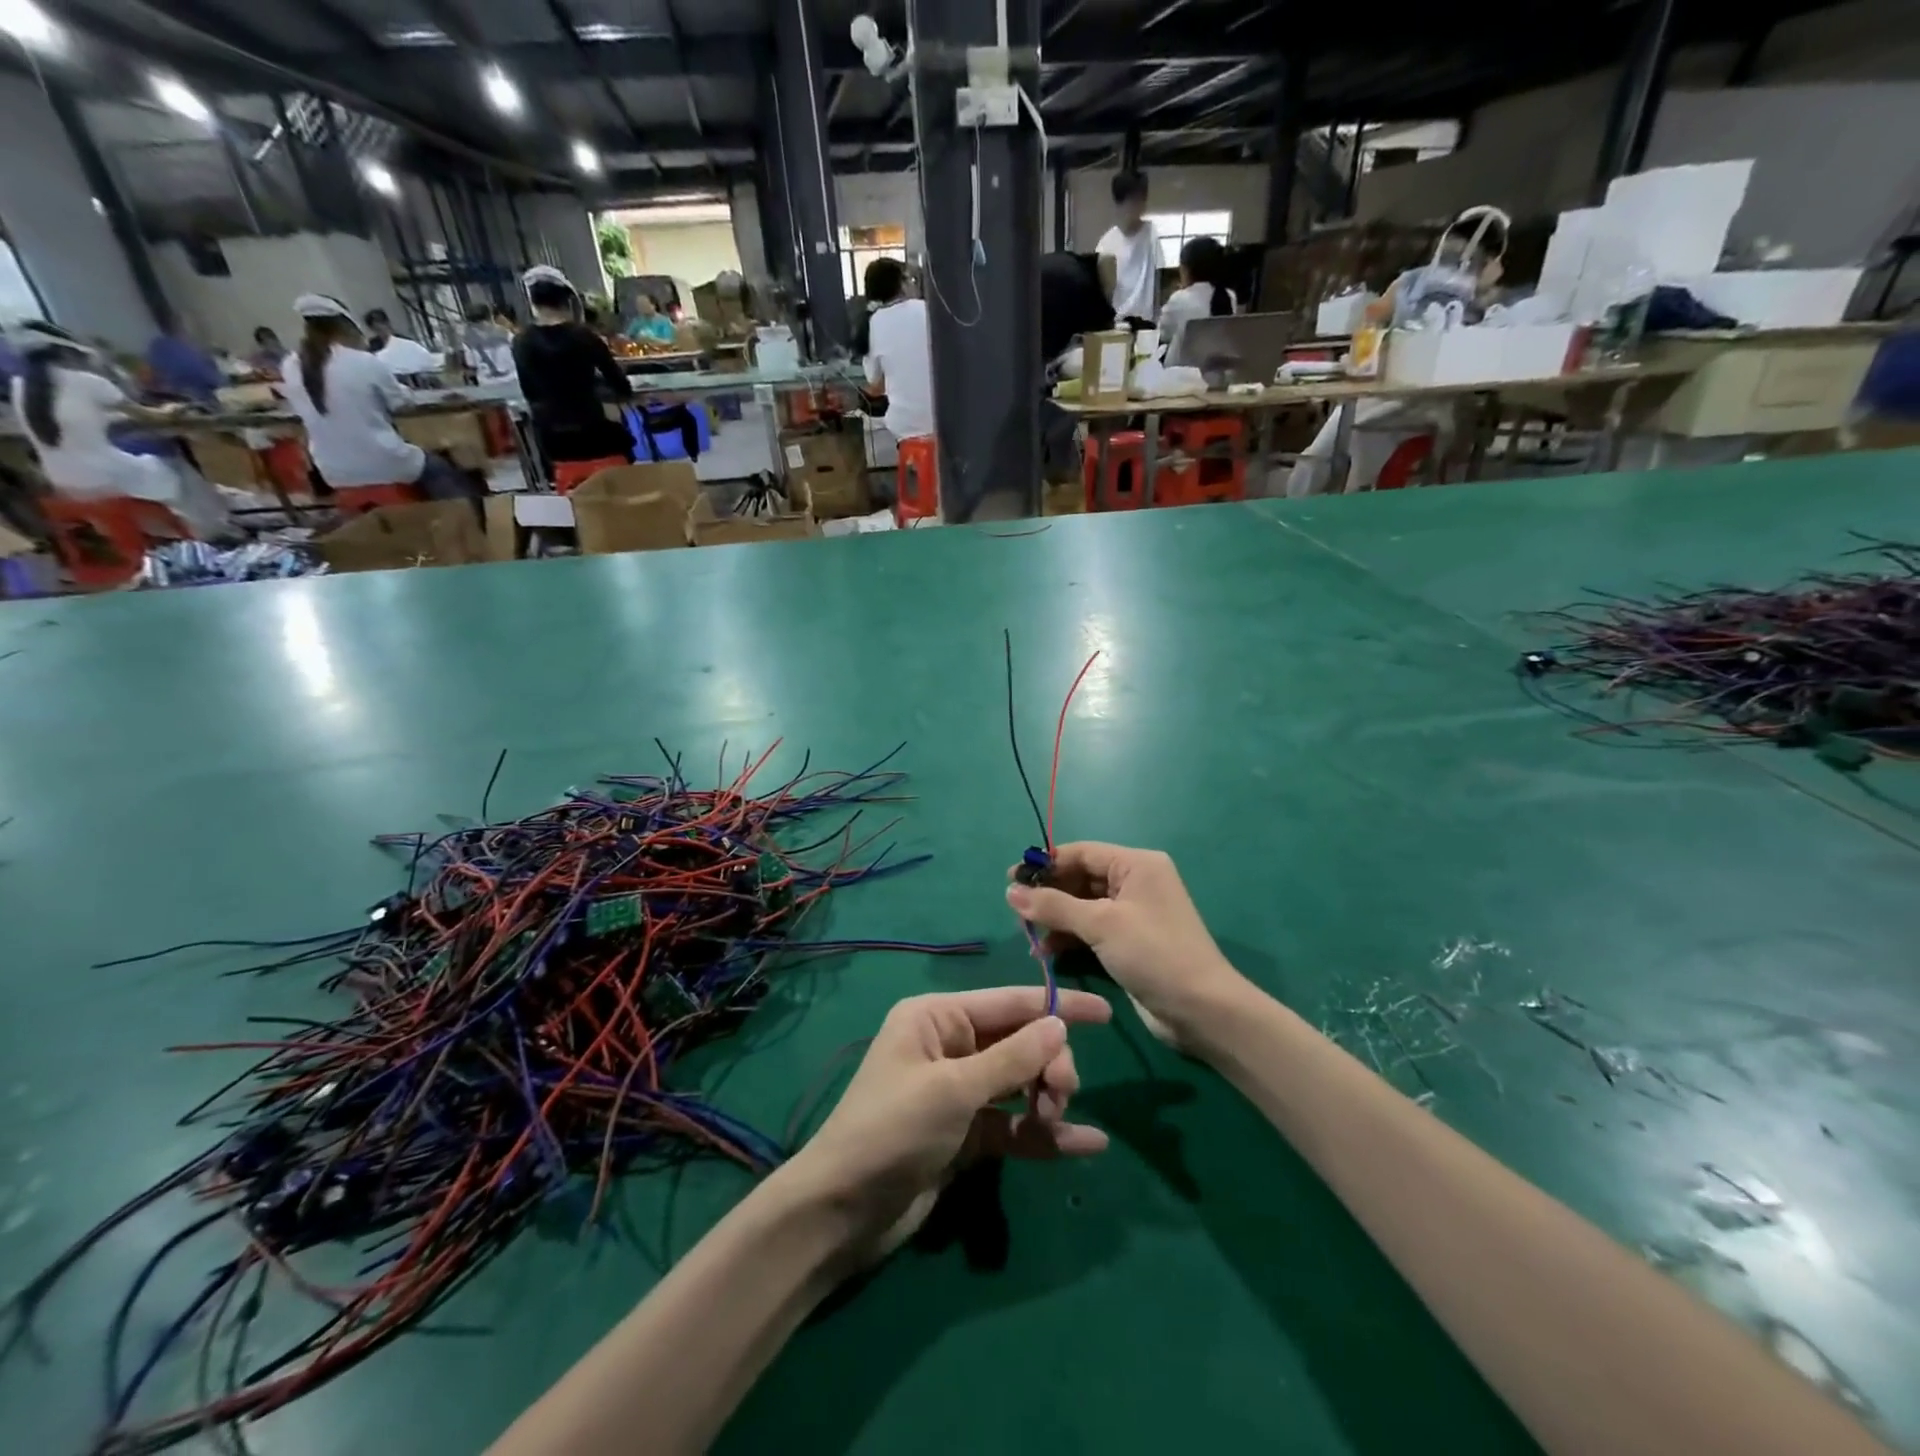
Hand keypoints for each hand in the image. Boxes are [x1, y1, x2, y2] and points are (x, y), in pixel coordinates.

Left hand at [785, 987, 1110, 1262]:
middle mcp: (950, 1047)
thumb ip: (1011, 1058)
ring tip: (1057, 1119)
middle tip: (1060, 1094)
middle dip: (1048, 1063)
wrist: (843, 1212)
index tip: (1105, 1013)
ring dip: (1046, 1098)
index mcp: (937, 1018)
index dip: (1057, 1006)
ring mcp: (959, 1093)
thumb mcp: (953, 1089)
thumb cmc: (892, 1130)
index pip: (1009, 1002)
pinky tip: (1088, 1145)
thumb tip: (1059, 1024)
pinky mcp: (966, 1135)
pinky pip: (1014, 1125)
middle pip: (1019, 1043)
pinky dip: (1045, 1134)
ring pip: (1021, 1083)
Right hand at [1006, 842, 1248, 1052]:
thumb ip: (1054, 906)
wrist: (1202, 1010)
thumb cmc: (1154, 954)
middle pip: (1080, 878)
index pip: (1082, 853)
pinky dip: (1070, 938)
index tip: (1010, 879)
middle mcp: (1135, 883)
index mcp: (1136, 864)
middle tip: (1016, 911)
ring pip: (1083, 906)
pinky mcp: (1130, 942)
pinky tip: (1047, 953)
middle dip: (1048, 894)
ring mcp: (1133, 914)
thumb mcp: (1101, 924)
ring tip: (1028, 936)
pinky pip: (1091, 930)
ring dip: (1056, 919)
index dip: (1045, 864)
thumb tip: (1010, 891)